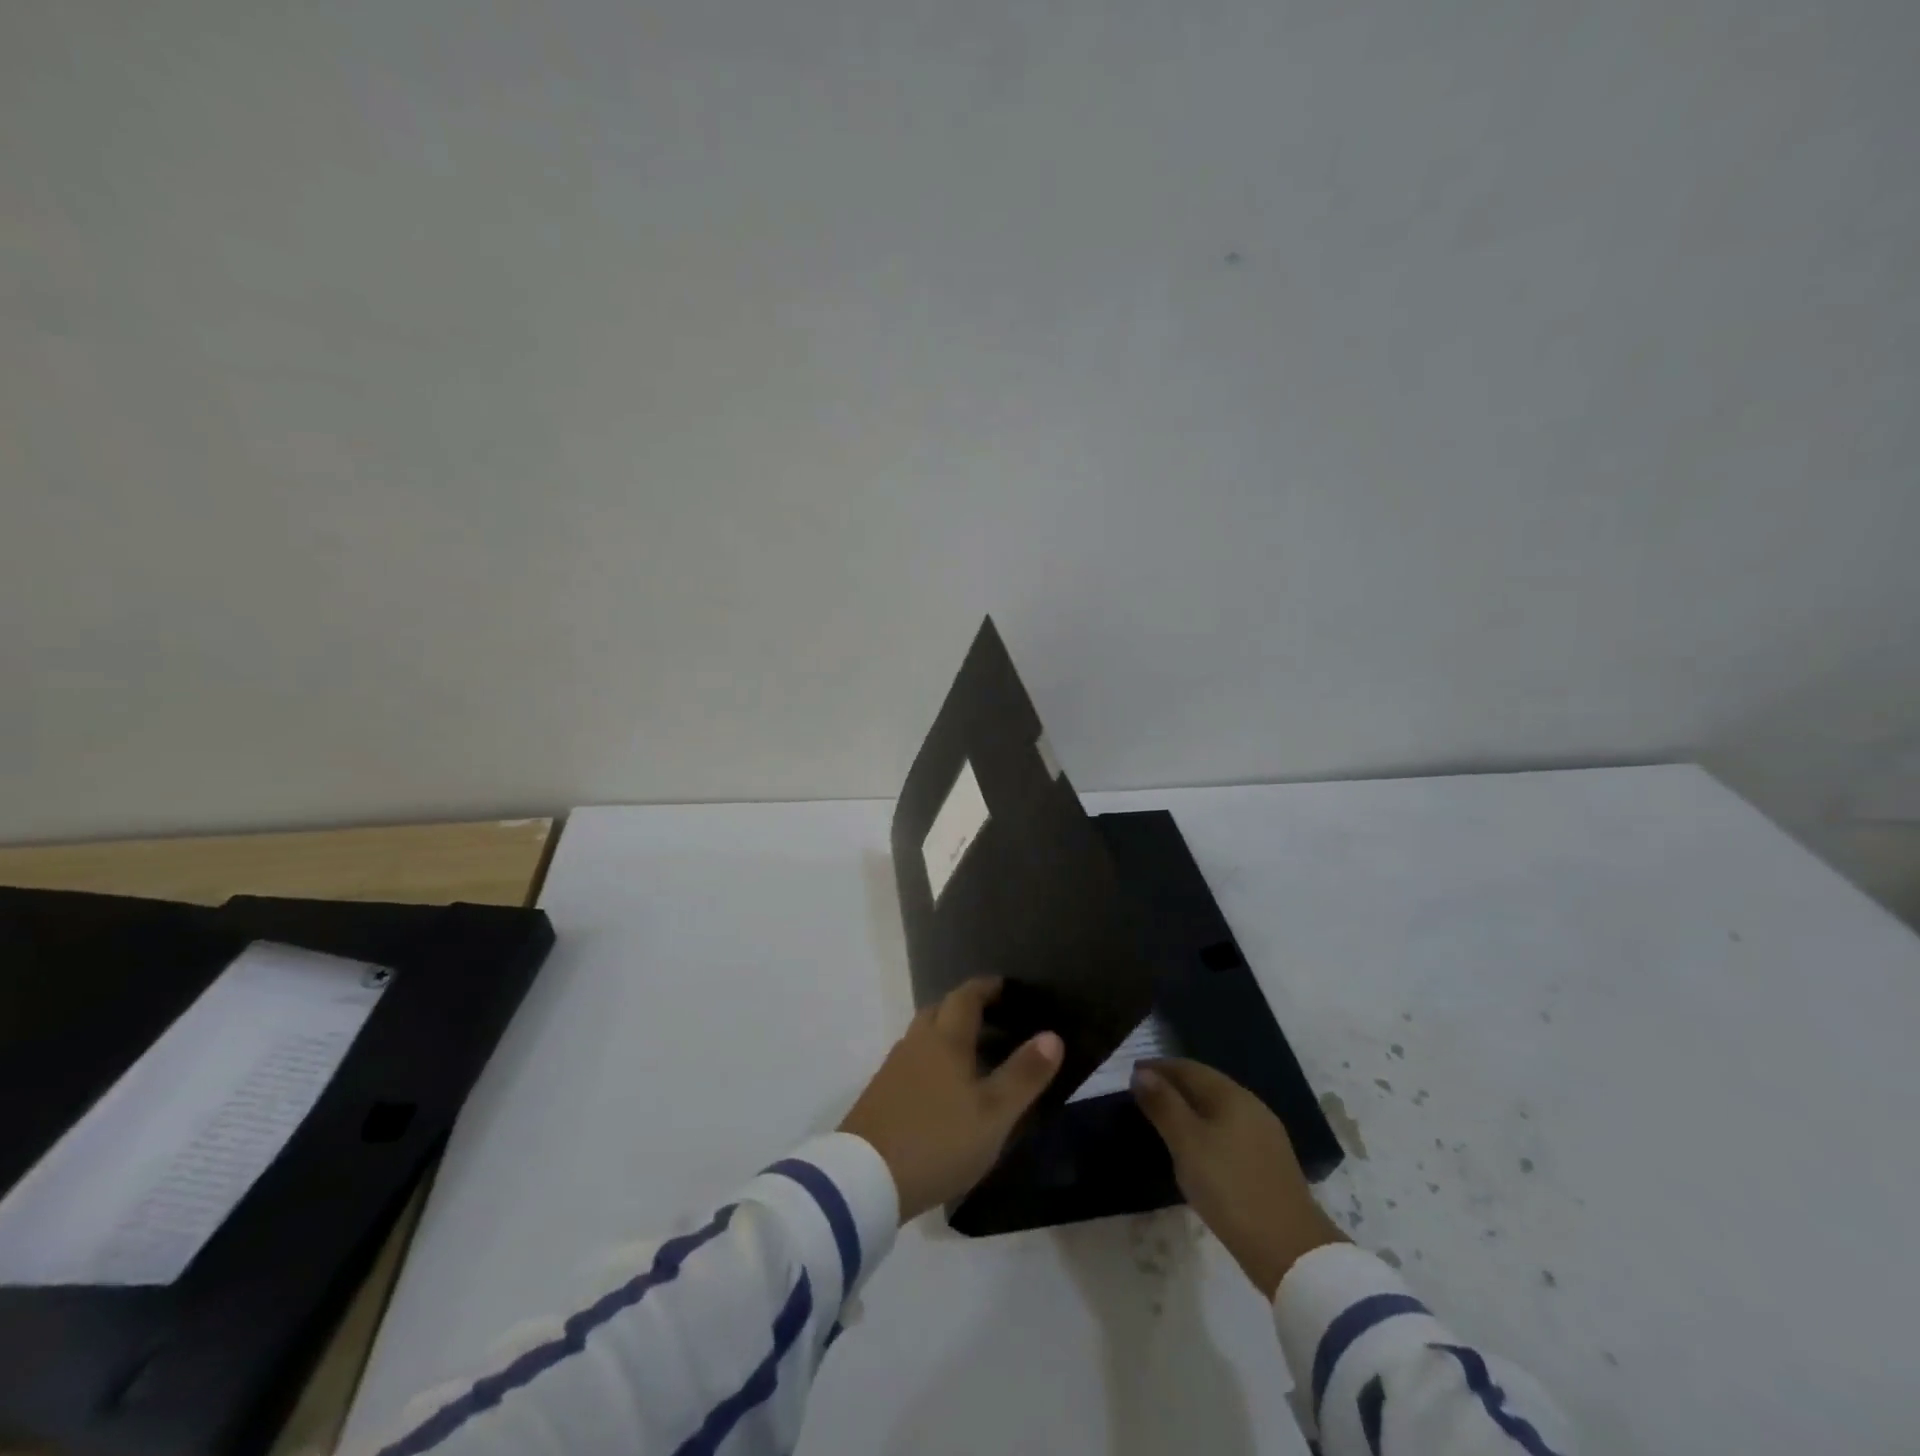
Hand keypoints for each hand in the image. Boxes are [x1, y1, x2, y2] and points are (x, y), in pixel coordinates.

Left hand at [840, 977, 1063, 1220]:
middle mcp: (916, 1043)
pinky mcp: (880, 1094)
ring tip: (975, 1056)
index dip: (986, 987)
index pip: (965, 997)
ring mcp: (894, 1068)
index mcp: (945, 1039)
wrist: (864, 1179)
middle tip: (994, 1020)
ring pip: (924, 1037)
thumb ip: (1024, 1074)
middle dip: (965, 1008)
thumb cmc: (938, 1140)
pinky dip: (932, 1061)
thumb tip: (1052, 1035)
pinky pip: (912, 1062)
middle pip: (940, 1011)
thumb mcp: (993, 1114)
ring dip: (948, 1036)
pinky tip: (944, 1089)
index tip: (1005, 986)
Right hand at [1132, 1058, 1345, 1297]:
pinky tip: (1197, 1147)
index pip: (1189, 1068)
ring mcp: (1265, 1136)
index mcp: (1232, 1096)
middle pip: (1206, 1085)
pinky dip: (1206, 1128)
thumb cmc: (1230, 1188)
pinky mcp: (1269, 1163)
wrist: (1291, 1251)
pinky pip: (1229, 1131)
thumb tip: (1142, 1073)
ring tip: (1164, 1119)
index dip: (1159, 1067)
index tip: (1132, 1073)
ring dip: (1190, 1108)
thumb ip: (1164, 1105)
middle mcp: (1251, 1107)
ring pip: (1219, 1109)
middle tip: (1143, 1094)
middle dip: (1174, 1085)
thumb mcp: (1188, 1144)